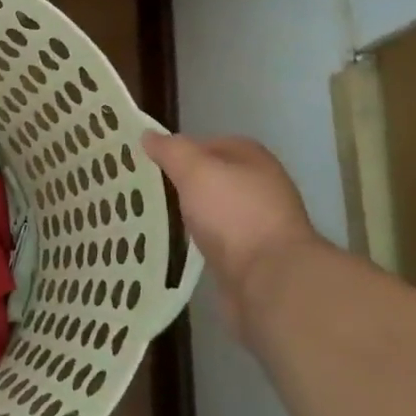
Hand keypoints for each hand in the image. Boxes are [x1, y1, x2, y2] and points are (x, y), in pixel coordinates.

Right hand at [143, 132, 324, 331]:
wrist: (270, 280)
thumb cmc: (233, 213)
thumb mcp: (195, 170)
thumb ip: (171, 150)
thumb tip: (149, 135)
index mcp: (252, 157)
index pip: (207, 143)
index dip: (177, 150)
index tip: (147, 162)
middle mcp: (260, 185)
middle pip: (211, 176)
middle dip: (181, 182)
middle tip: (145, 189)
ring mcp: (259, 222)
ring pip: (213, 208)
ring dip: (189, 212)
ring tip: (154, 215)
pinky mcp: (252, 255)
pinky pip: (217, 237)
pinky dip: (199, 238)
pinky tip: (178, 243)